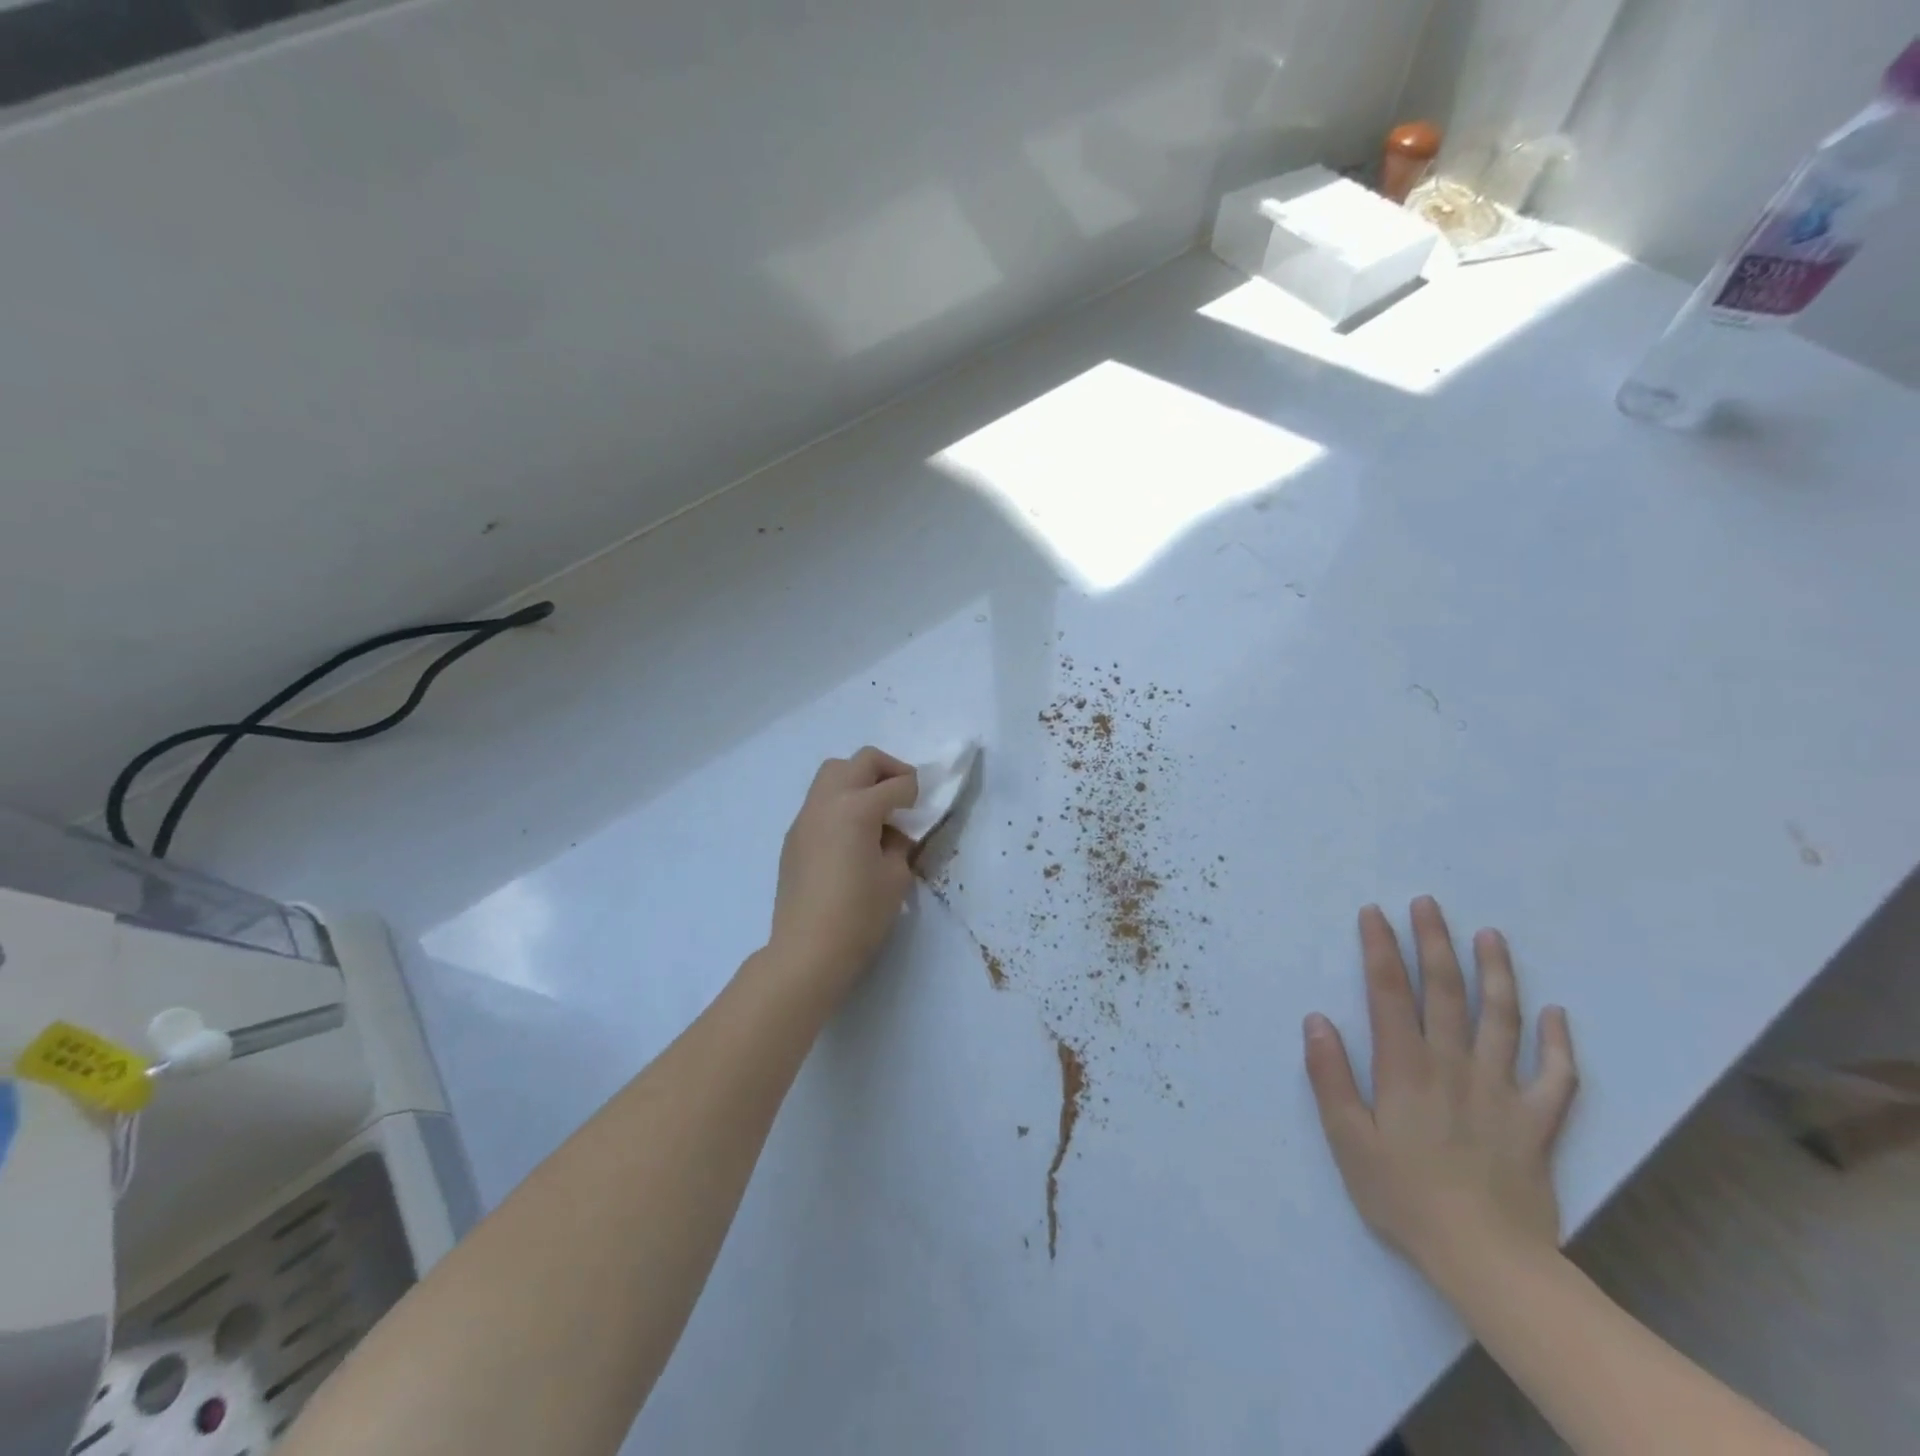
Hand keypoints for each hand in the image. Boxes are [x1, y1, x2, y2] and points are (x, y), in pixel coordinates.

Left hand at [767, 748, 918, 1000]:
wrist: (807, 950)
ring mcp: (805, 817)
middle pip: (860, 761)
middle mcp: (827, 802)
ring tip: (876, 810)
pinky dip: (840, 802)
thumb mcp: (896, 877)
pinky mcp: (794, 836)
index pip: (896, 784)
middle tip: (904, 794)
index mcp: (857, 808)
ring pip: (833, 774)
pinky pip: (820, 801)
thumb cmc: (860, 915)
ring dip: (859, 780)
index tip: (925, 804)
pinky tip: (852, 835)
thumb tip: (892, 833)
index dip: (916, 791)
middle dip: (887, 769)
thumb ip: (899, 844)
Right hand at [1304, 897, 1578, 1283]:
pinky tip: (1556, 1015)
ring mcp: (1502, 1091)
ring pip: (1502, 1020)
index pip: (1389, 993)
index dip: (1381, 949)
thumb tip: (1316, 1019)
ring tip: (1491, 936)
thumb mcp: (1348, 1140)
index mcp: (1405, 1068)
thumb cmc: (1404, 1197)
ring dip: (1496, 974)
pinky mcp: (1537, 1122)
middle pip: (1445, 992)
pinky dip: (1559, 1043)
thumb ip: (1331, 1076)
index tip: (1375, 913)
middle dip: (1434, 943)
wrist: (1488, 1261)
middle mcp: (1454, 1066)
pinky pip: (1556, 1077)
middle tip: (1429, 903)